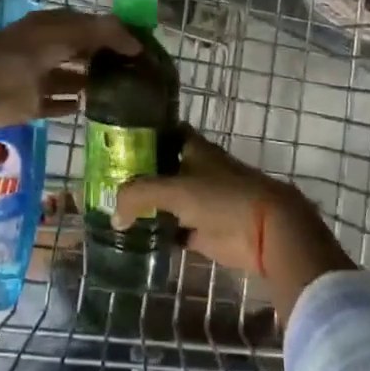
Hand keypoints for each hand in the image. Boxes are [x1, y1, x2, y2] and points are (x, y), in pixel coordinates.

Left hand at [0, 10, 139, 163]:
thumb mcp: (63, 34)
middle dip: (105, 59)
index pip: (89, 25)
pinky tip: (91, 109)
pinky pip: (57, 104)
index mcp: (51, 27)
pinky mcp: (31, 104)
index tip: (139, 46)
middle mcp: (46, 49)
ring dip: (91, 82)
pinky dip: (71, 105)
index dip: (113, 33)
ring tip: (120, 91)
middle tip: (136, 71)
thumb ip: (100, 33)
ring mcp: (38, 77)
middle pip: (81, 52)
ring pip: (71, 78)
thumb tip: (136, 41)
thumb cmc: (19, 54)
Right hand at [112, 130, 354, 323]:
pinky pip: (173, 229)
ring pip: (166, 199)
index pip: (162, 133)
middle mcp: (194, 170)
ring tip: (112, 210)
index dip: (140, 135)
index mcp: (192, 148)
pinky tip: (134, 237)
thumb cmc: (222, 197)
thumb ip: (139, 195)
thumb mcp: (175, 190)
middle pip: (160, 168)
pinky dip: (158, 232)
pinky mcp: (203, 230)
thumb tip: (114, 215)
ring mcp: (199, 201)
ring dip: (146, 205)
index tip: (113, 143)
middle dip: (137, 174)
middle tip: (103, 181)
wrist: (266, 230)